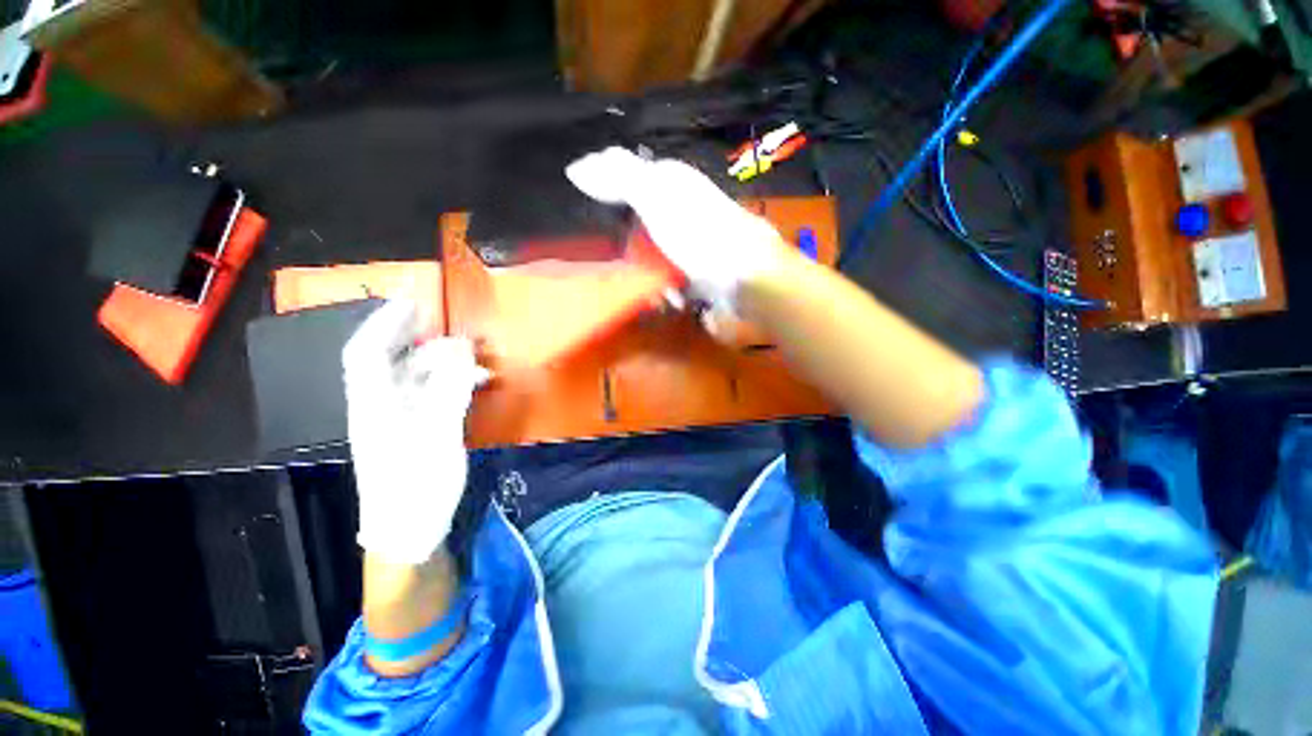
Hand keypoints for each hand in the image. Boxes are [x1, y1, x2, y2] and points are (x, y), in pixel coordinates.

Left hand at [343, 299, 489, 563]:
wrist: (409, 533)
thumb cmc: (416, 487)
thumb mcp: (437, 437)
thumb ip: (450, 390)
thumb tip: (463, 352)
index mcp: (373, 405)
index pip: (367, 351)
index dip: (385, 321)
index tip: (413, 298)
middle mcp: (380, 406)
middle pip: (394, 360)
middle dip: (424, 340)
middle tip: (459, 333)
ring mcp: (399, 419)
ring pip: (417, 377)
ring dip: (446, 363)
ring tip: (478, 361)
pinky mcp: (416, 430)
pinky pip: (433, 394)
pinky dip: (453, 382)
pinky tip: (476, 384)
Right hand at [566, 146, 789, 311]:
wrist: (747, 277)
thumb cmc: (699, 234)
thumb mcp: (655, 197)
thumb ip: (618, 178)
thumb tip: (574, 168)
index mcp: (672, 182)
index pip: (627, 181)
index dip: (609, 200)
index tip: (599, 226)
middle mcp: (683, 207)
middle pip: (639, 225)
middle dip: (632, 249)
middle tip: (629, 264)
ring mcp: (693, 241)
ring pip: (653, 256)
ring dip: (650, 276)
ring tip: (657, 289)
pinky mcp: (700, 269)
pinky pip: (671, 277)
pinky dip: (668, 289)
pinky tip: (675, 297)